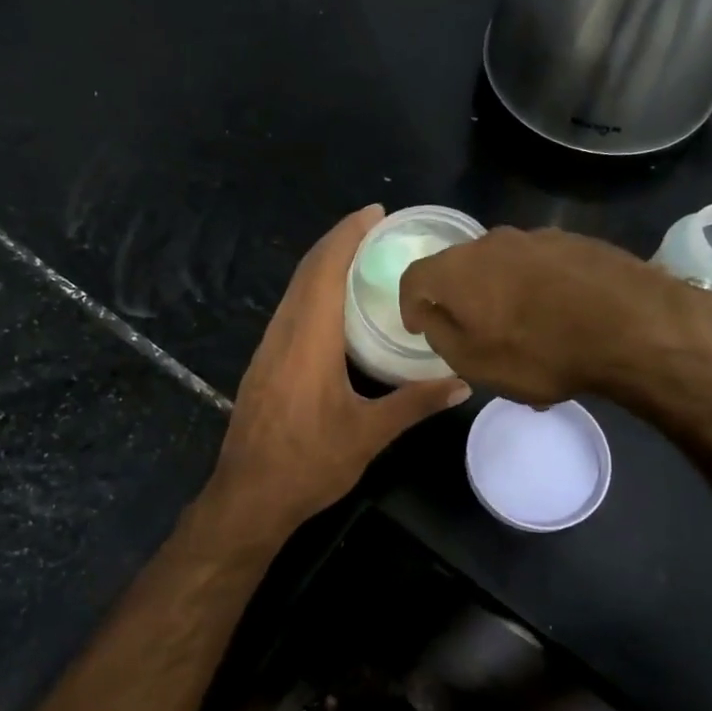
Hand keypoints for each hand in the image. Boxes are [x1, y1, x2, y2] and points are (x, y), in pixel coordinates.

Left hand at [213, 206, 470, 528]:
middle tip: (375, 228)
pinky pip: (289, 311)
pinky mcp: (263, 364)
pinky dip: (313, 292)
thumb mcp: (369, 434)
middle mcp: (284, 333)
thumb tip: (463, 384)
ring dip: (323, 265)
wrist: (248, 496)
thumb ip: (416, 403)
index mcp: (309, 339)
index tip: (374, 213)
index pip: (326, 270)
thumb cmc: (309, 463)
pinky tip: (334, 306)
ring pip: (294, 290)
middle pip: (307, 272)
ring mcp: (268, 348)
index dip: (348, 235)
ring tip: (360, 257)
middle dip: (338, 242)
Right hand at [399, 225, 711, 409]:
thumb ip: (441, 334)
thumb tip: (431, 314)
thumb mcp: (475, 362)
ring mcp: (537, 237)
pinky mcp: (576, 242)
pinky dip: (537, 289)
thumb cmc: (540, 351)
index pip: (415, 277)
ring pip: (503, 266)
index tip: (419, 327)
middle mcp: (491, 242)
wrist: (632, 324)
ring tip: (523, 331)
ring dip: (501, 293)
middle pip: (460, 267)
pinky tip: (560, 319)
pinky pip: (540, 267)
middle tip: (472, 332)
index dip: (410, 303)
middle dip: (459, 298)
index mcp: (457, 269)